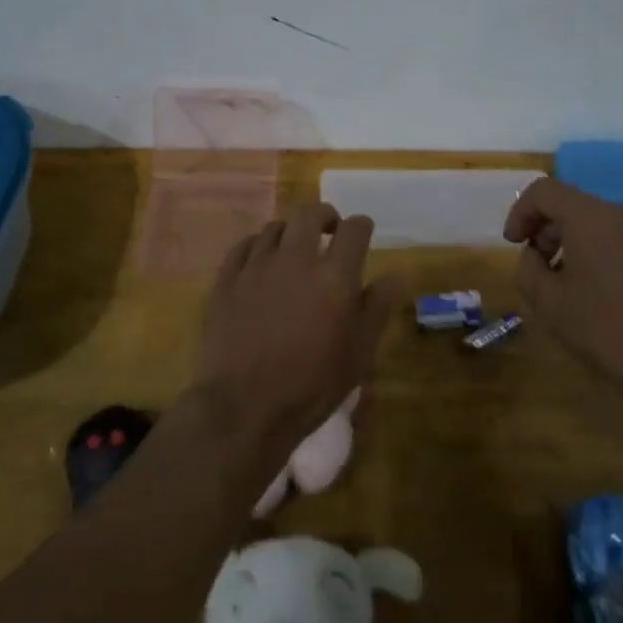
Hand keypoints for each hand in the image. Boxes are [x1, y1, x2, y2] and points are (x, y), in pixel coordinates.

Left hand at [195, 203, 399, 454]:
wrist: (243, 408)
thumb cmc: (311, 386)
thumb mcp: (359, 354)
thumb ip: (377, 308)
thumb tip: (395, 275)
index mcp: (335, 276)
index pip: (354, 229)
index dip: (361, 227)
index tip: (362, 234)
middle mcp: (296, 259)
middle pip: (310, 214)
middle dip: (325, 216)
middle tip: (329, 232)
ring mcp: (257, 267)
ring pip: (275, 226)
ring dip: (290, 232)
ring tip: (294, 250)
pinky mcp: (227, 280)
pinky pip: (244, 246)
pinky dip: (258, 246)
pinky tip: (261, 262)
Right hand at [503, 177, 622, 387]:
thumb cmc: (608, 327)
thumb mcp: (550, 304)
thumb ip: (528, 270)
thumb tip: (532, 255)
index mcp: (589, 217)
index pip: (544, 190)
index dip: (520, 212)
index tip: (514, 245)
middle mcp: (619, 214)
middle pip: (571, 204)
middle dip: (545, 229)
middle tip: (537, 267)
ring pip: (595, 222)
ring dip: (570, 243)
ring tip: (565, 284)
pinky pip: (617, 239)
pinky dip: (596, 252)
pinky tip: (597, 293)